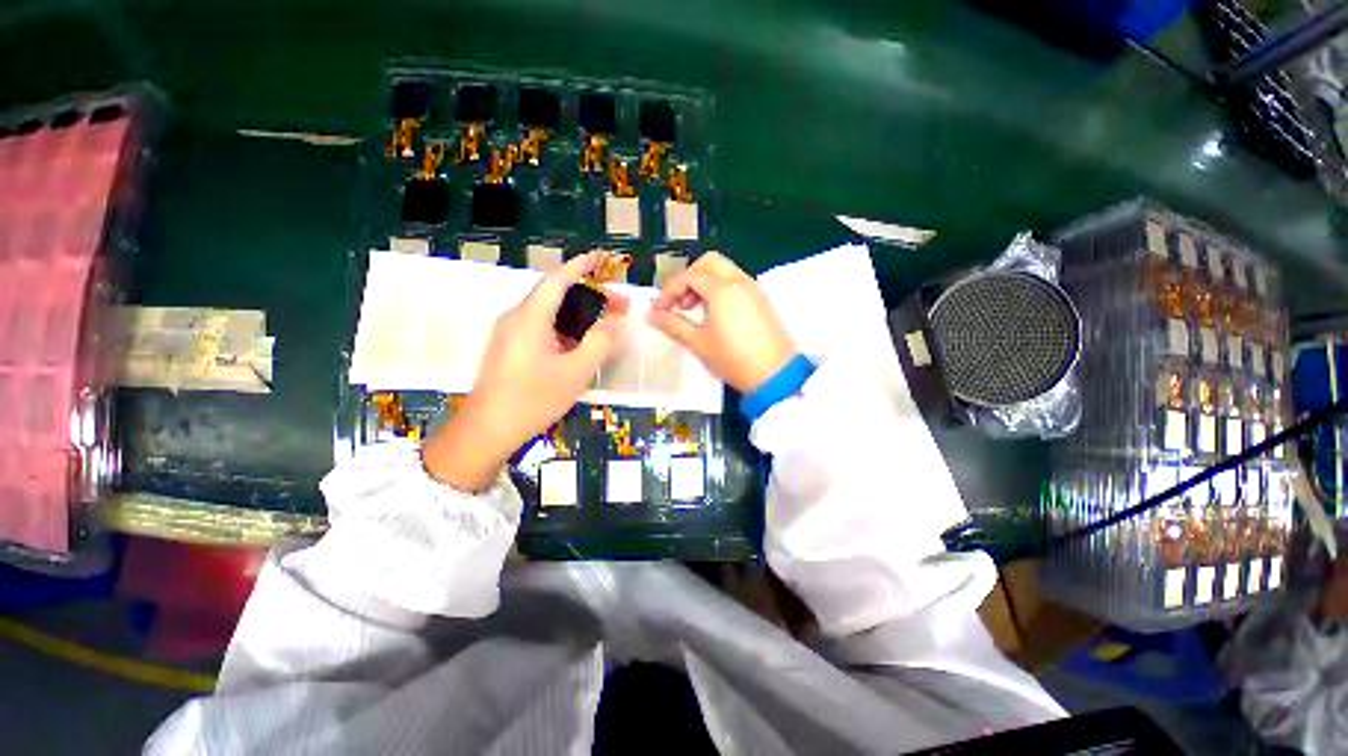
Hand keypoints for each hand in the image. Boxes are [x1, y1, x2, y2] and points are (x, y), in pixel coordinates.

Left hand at [423, 253, 628, 490]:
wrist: (488, 429)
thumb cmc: (533, 398)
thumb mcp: (576, 371)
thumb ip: (600, 343)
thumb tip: (614, 323)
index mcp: (530, 317)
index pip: (557, 280)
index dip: (579, 266)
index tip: (599, 258)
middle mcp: (516, 318)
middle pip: (556, 296)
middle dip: (589, 296)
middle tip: (618, 308)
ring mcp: (509, 333)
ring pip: (549, 313)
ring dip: (578, 314)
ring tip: (604, 325)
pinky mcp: (509, 348)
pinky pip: (540, 327)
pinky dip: (564, 327)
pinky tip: (579, 344)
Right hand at [646, 252, 796, 393]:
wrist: (775, 375)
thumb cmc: (733, 359)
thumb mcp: (699, 343)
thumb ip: (673, 325)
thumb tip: (650, 315)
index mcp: (722, 289)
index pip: (689, 276)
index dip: (669, 291)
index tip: (658, 310)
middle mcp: (739, 281)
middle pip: (708, 263)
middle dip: (688, 278)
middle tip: (679, 303)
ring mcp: (753, 289)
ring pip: (723, 271)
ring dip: (704, 283)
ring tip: (693, 311)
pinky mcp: (761, 300)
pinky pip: (736, 282)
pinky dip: (719, 289)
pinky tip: (714, 315)